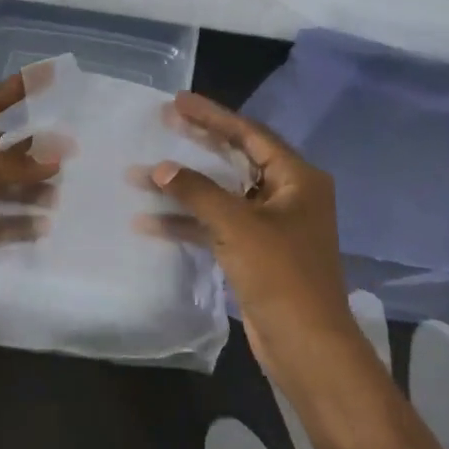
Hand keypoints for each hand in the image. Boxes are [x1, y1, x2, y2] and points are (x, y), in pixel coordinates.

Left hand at [0, 71, 62, 324]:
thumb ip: (13, 163)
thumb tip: (57, 156)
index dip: (13, 90)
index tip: (46, 77)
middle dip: (32, 148)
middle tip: (72, 149)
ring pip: (3, 190)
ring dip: (31, 189)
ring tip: (64, 190)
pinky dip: (21, 224)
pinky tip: (46, 225)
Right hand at [147, 91, 353, 370]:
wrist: (307, 346)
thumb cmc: (281, 276)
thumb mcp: (238, 226)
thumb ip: (198, 192)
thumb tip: (160, 169)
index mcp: (297, 178)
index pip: (249, 134)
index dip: (212, 116)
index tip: (177, 102)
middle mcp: (287, 195)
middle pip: (235, 159)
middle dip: (197, 144)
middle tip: (162, 122)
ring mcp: (270, 225)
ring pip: (221, 194)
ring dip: (184, 188)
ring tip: (142, 174)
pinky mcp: (254, 252)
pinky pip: (217, 225)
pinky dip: (188, 222)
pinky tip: (150, 221)